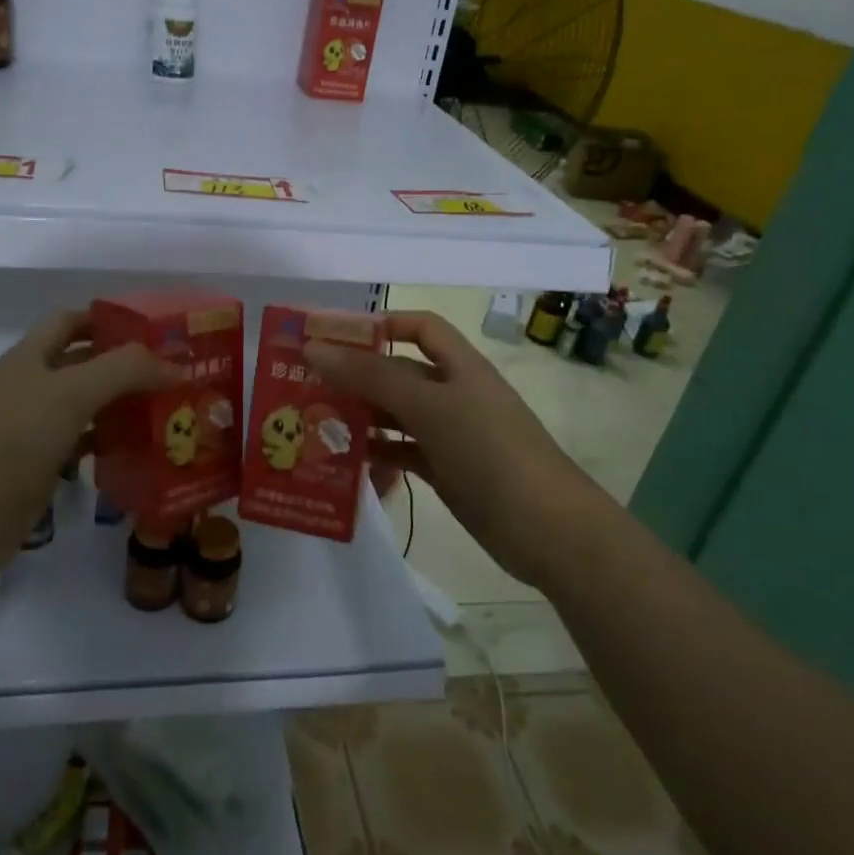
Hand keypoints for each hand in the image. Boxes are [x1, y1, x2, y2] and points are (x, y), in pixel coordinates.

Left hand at [0, 310, 182, 582]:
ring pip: (88, 404)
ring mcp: (34, 427)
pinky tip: (141, 449)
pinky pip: (84, 442)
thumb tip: (176, 365)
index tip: (155, 330)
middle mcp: (32, 385)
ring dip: (123, 404)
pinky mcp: (41, 464)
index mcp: (31, 356)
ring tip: (169, 409)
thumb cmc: (13, 440)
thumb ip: (125, 370)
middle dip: (126, 364)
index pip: (73, 320)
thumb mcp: (71, 394)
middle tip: (175, 372)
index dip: (110, 319)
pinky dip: (110, 441)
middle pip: (85, 363)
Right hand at [305, 310, 609, 589]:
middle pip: (400, 372)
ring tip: (314, 422)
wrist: (548, 530)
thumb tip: (315, 348)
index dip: (383, 324)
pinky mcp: (446, 470)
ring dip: (361, 416)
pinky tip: (345, 460)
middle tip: (305, 385)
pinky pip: (403, 452)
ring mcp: (451, 434)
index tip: (336, 337)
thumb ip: (371, 377)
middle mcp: (454, 393)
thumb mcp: (429, 407)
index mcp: (460, 366)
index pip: (420, 327)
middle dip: (357, 375)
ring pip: (397, 414)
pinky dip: (377, 453)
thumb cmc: (489, 451)